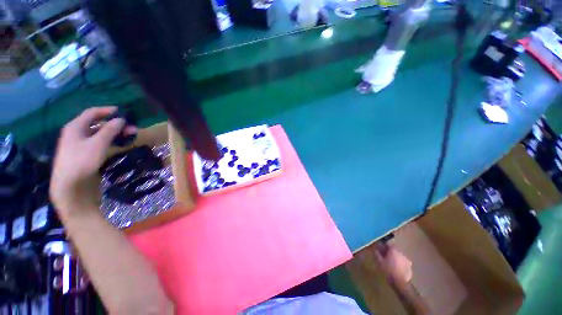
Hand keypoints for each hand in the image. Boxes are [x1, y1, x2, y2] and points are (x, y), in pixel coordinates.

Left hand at [50, 107, 135, 216]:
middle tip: (132, 128)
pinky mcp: (86, 155)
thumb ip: (110, 130)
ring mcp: (81, 145)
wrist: (70, 186)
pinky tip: (120, 145)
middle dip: (115, 125)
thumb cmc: (82, 161)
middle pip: (98, 124)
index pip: (92, 113)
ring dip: (115, 134)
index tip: (122, 112)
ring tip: (130, 136)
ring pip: (100, 135)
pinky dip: (110, 142)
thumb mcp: (98, 143)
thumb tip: (121, 119)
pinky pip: (100, 144)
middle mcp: (77, 133)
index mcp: (75, 127)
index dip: (107, 110)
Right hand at [374, 243, 412, 284]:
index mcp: (394, 251)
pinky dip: (400, 264)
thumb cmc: (388, 270)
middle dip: (391, 252)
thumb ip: (377, 254)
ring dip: (396, 258)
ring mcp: (407, 261)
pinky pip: (404, 264)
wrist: (399, 283)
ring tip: (391, 263)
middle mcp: (402, 254)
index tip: (382, 249)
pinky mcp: (410, 268)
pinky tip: (397, 269)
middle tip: (386, 256)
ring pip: (400, 257)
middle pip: (395, 250)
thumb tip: (376, 250)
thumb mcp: (379, 262)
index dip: (385, 246)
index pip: (389, 244)